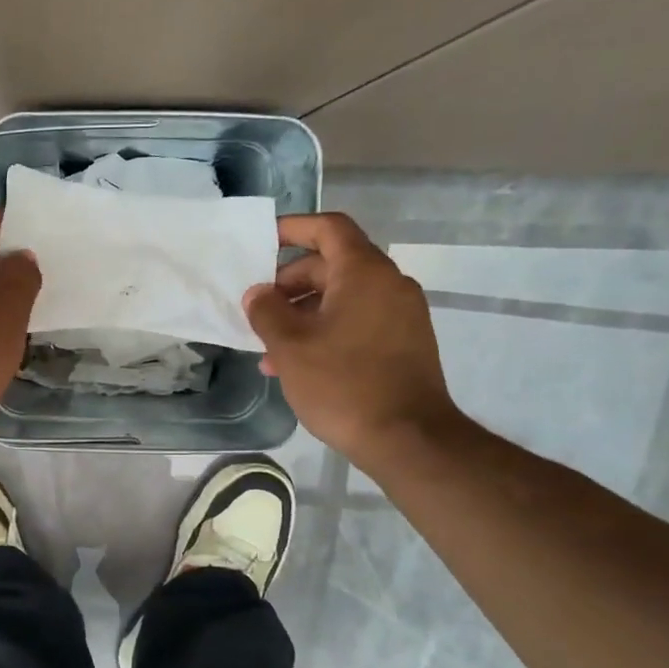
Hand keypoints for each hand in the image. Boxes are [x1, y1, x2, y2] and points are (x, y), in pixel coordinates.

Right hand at [243, 212, 462, 474]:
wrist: (409, 439)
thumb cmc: (343, 384)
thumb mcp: (290, 347)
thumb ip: (267, 312)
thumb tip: (259, 293)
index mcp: (364, 273)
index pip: (329, 228)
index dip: (294, 228)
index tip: (263, 241)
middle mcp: (390, 284)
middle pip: (334, 264)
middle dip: (291, 282)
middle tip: (260, 308)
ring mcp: (402, 315)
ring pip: (344, 298)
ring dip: (305, 313)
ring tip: (271, 347)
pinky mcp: (406, 343)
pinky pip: (359, 321)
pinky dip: (328, 329)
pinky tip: (301, 364)